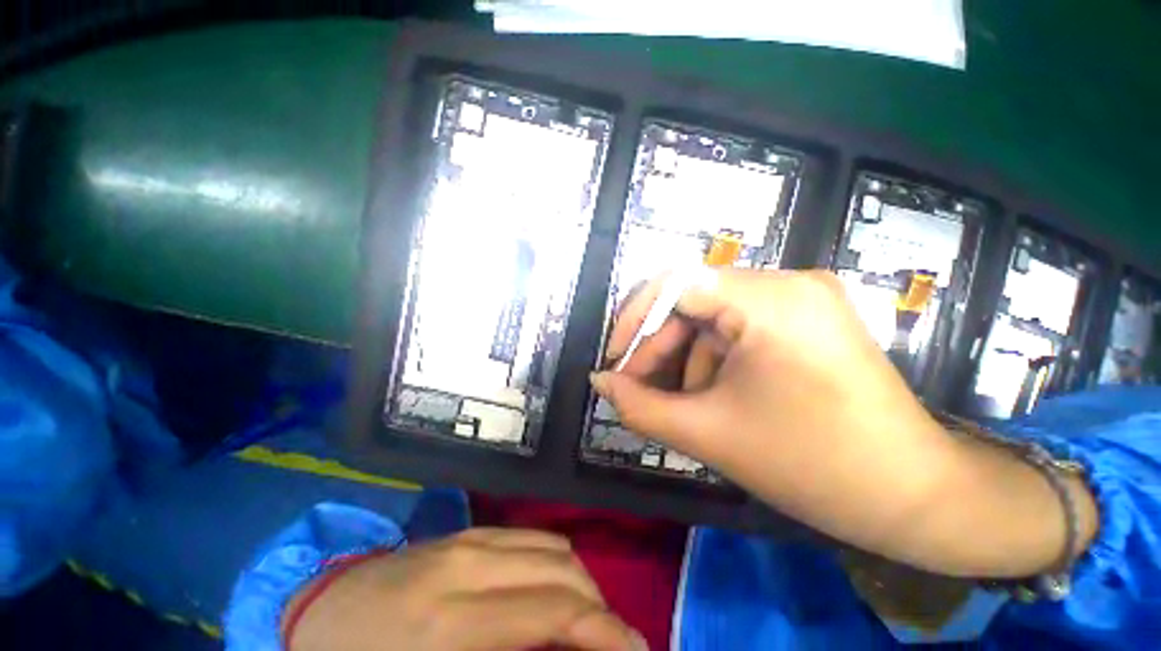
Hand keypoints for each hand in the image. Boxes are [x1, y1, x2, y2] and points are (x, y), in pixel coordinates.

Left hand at [285, 528, 643, 650]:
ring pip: (551, 546)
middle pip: (562, 571)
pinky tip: (549, 588)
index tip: (635, 650)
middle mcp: (470, 565)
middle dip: (597, 607)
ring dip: (578, 582)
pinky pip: (529, 537)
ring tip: (582, 619)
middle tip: (608, 643)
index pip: (554, 612)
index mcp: (452, 623)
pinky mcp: (466, 531)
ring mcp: (468, 539)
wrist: (314, 616)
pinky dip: (553, 562)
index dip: (604, 631)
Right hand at [592, 269, 1095, 576]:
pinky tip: (711, 395)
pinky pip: (738, 327)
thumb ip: (640, 405)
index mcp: (770, 300)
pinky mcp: (806, 320)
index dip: (634, 318)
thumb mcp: (710, 434)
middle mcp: (787, 283)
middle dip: (658, 346)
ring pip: (712, 316)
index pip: (675, 283)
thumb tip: (599, 382)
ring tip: (678, 402)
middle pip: (692, 300)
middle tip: (637, 388)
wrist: (916, 497)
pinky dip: (712, 358)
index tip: (616, 360)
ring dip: (684, 358)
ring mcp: (801, 299)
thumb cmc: (815, 467)